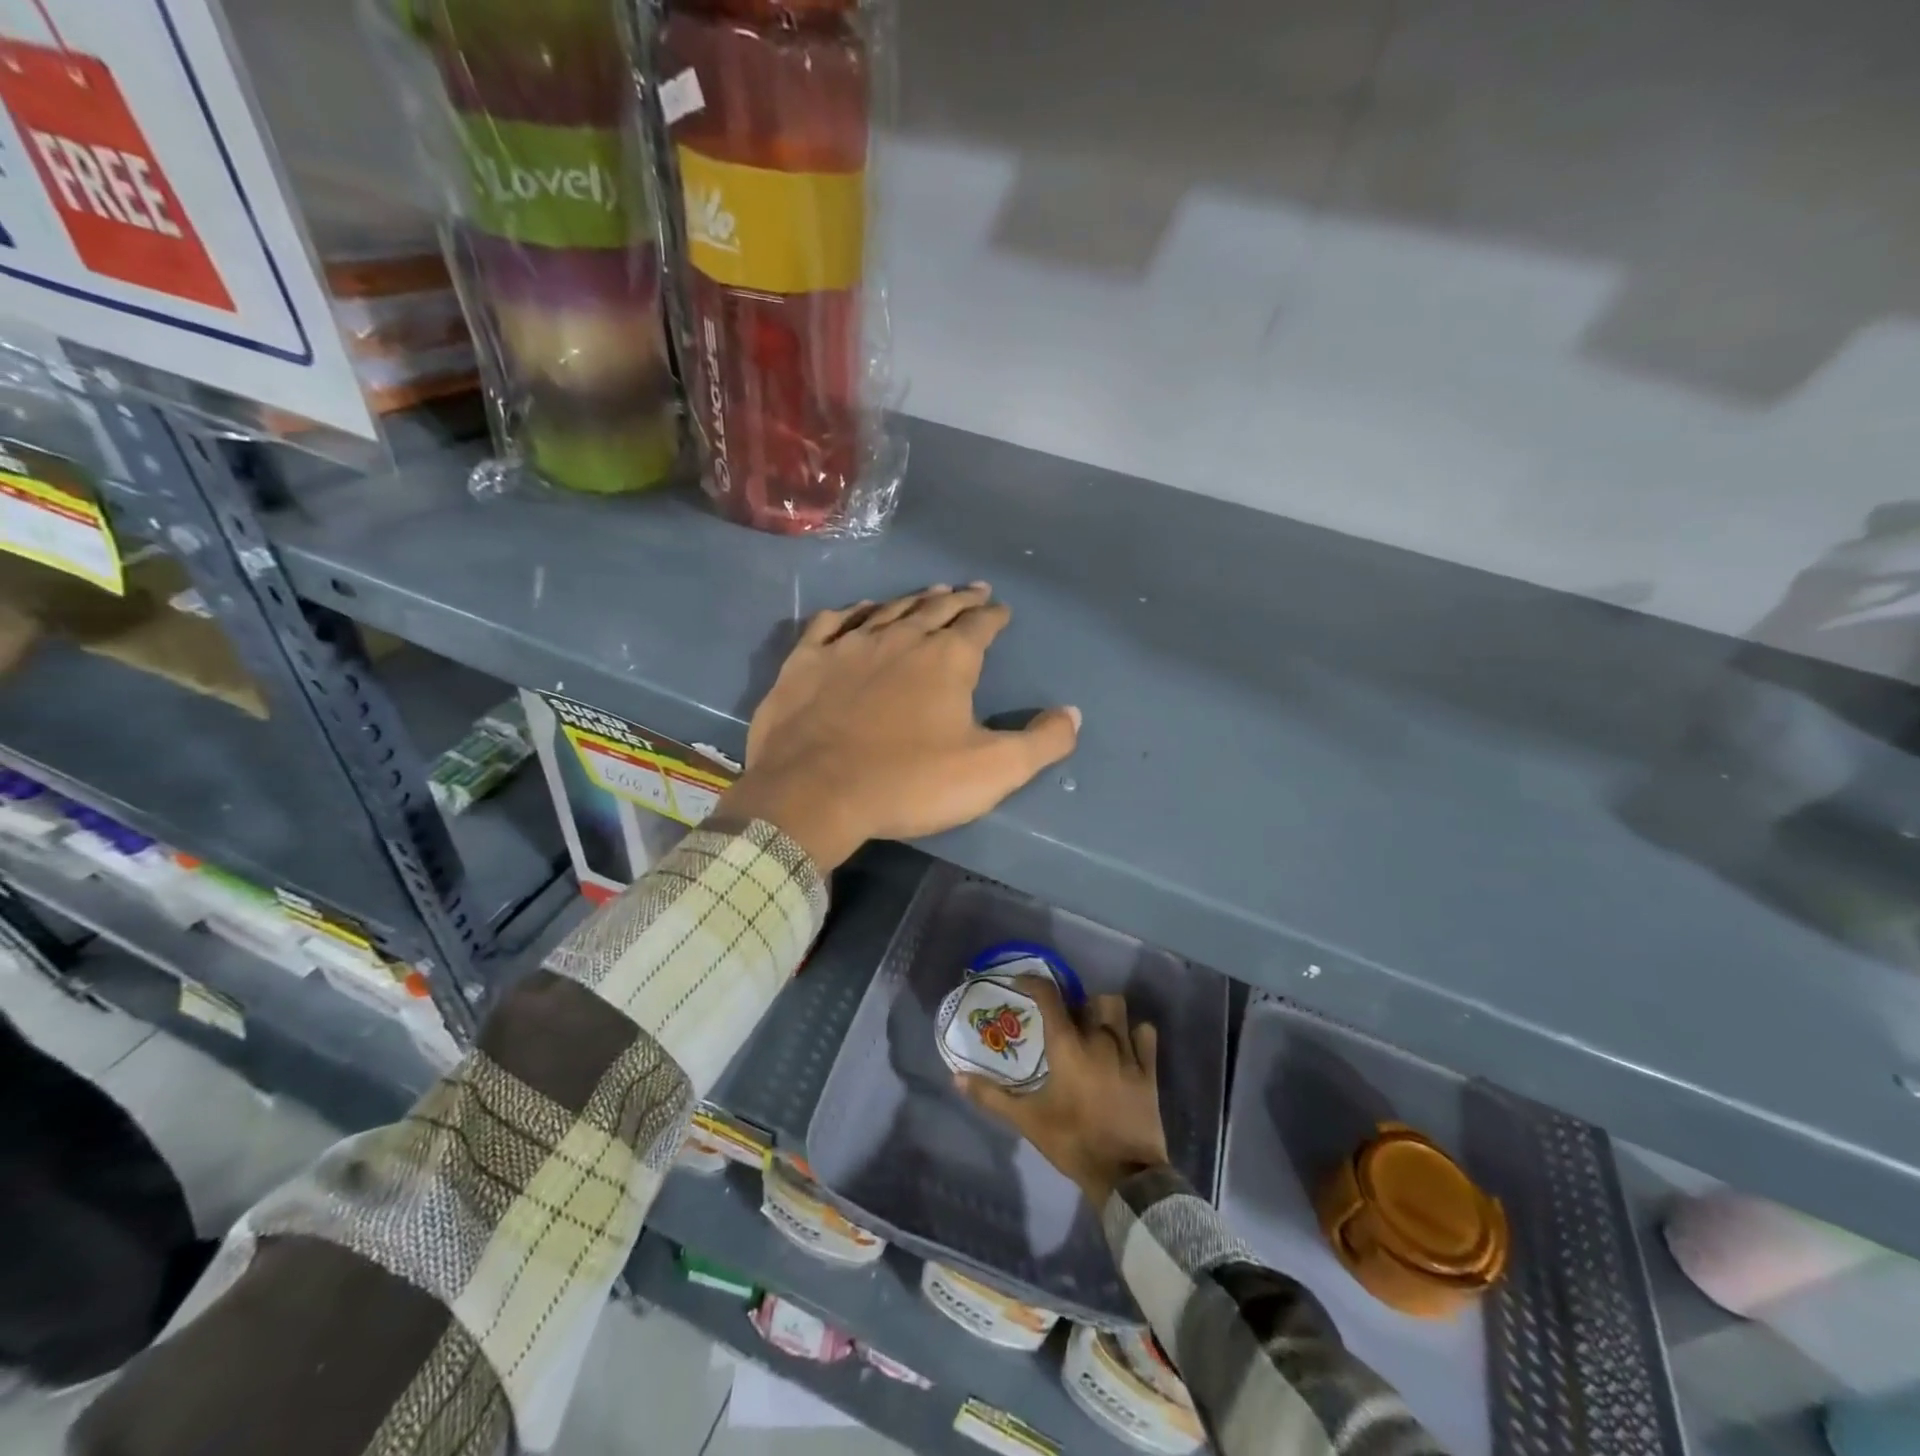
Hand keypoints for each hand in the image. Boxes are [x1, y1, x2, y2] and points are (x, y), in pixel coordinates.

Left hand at [717, 584, 1080, 870]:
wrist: (815, 793)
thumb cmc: (909, 782)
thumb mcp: (992, 771)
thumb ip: (1041, 742)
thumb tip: (1072, 714)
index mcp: (947, 659)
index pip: (979, 626)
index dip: (994, 616)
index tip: (1001, 609)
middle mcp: (901, 638)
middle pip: (936, 608)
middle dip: (959, 598)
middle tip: (972, 590)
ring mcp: (850, 645)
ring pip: (889, 609)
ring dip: (913, 599)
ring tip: (928, 592)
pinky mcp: (808, 660)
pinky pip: (833, 622)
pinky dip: (853, 612)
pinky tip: (859, 611)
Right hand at [957, 981, 1170, 1207]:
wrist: (1125, 1175)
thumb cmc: (1072, 1142)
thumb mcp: (1027, 1120)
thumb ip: (991, 1096)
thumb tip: (956, 1078)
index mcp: (1067, 1046)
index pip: (1049, 997)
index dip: (1034, 982)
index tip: (1021, 983)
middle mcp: (1098, 1039)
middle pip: (1090, 999)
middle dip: (1077, 1004)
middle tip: (1065, 1020)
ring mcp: (1128, 1052)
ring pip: (1119, 1009)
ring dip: (1105, 1012)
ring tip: (1094, 1029)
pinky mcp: (1149, 1070)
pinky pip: (1146, 1034)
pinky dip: (1135, 1033)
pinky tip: (1125, 1045)